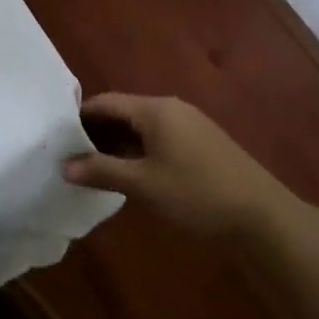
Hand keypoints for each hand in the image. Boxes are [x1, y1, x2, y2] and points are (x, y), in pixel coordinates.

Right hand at [63, 93, 287, 239]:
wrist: (261, 216)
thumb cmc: (196, 193)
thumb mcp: (143, 184)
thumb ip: (102, 171)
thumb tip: (65, 165)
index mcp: (155, 109)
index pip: (106, 102)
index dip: (79, 117)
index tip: (56, 137)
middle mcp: (172, 108)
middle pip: (124, 112)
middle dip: (97, 132)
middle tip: (70, 156)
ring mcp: (190, 125)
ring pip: (142, 127)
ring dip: (118, 144)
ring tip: (93, 168)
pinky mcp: (202, 143)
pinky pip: (159, 138)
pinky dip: (139, 150)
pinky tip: (130, 174)